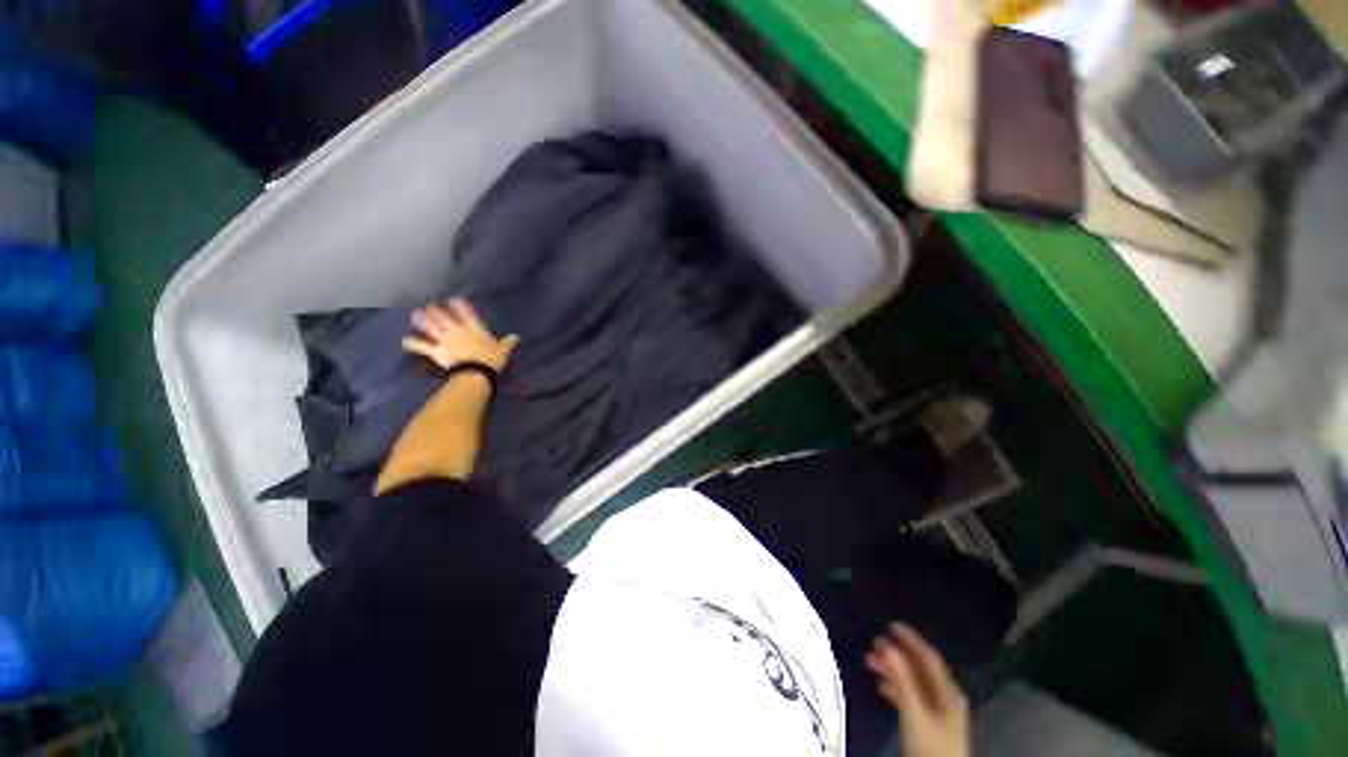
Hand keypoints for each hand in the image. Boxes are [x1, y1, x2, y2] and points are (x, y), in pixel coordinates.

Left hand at [403, 300, 518, 371]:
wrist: (476, 372)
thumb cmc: (491, 361)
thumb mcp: (503, 351)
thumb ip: (508, 342)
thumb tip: (517, 336)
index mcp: (474, 328)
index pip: (465, 312)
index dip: (458, 304)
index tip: (452, 299)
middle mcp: (457, 330)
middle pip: (443, 316)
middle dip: (435, 309)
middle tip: (428, 303)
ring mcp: (445, 340)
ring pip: (430, 326)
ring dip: (422, 320)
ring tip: (415, 314)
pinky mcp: (436, 351)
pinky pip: (422, 346)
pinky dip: (413, 344)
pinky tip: (406, 341)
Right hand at [866, 624, 969, 756]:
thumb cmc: (930, 742)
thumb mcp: (914, 710)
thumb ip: (902, 678)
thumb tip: (888, 646)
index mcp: (947, 690)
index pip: (928, 656)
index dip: (910, 639)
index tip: (890, 625)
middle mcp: (944, 696)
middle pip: (919, 668)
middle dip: (896, 655)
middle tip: (873, 644)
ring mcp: (936, 710)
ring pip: (912, 682)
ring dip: (892, 671)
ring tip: (870, 663)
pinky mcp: (928, 722)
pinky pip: (911, 697)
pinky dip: (896, 688)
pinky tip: (882, 686)